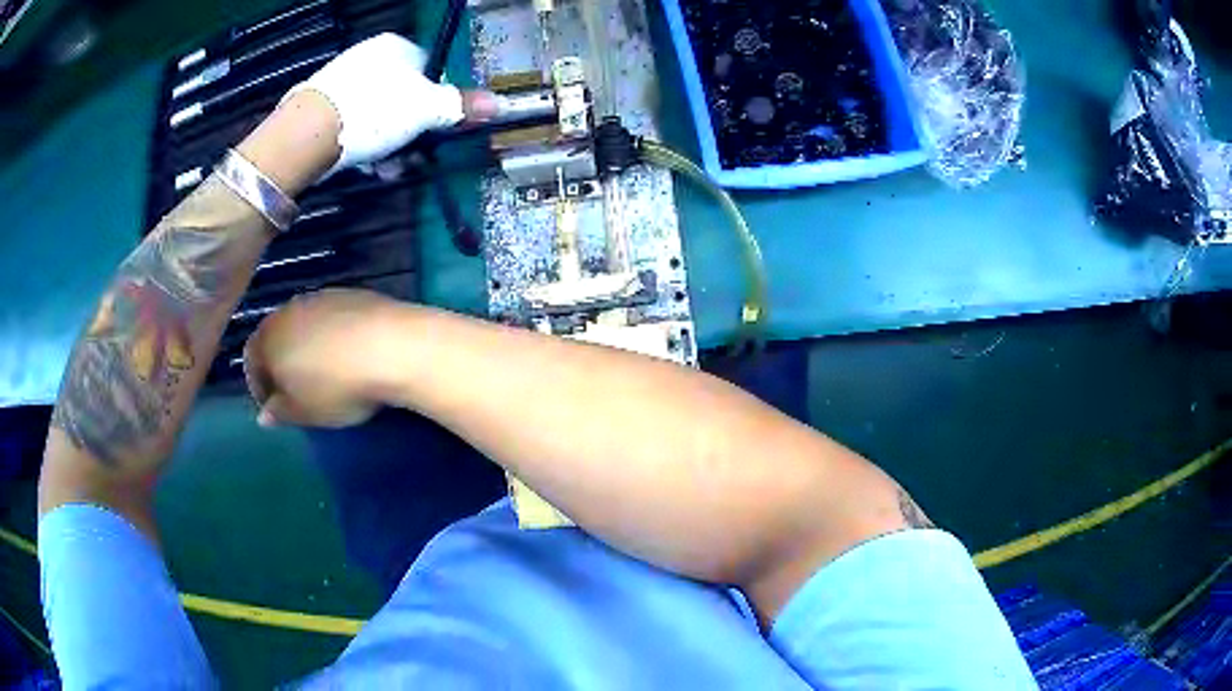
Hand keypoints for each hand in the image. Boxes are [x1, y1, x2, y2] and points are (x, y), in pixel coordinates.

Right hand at [243, 289, 401, 427]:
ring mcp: (320, 297)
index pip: (251, 359)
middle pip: (276, 336)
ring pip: (303, 324)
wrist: (390, 346)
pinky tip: (349, 354)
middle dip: (282, 362)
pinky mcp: (350, 292)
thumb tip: (264, 415)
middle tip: (298, 389)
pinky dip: (333, 335)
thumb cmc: (337, 387)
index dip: (260, 384)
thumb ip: (281, 412)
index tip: (275, 405)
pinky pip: (331, 317)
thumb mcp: (305, 412)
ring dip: (308, 346)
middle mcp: (288, 310)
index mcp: (268, 338)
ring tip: (325, 372)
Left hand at [286, 32, 497, 171]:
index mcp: (394, 47)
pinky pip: (353, 124)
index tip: (435, 125)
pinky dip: (362, 145)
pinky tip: (363, 163)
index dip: (436, 98)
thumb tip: (497, 104)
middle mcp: (366, 57)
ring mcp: (340, 81)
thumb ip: (459, 106)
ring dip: (387, 143)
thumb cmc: (373, 111)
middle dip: (410, 129)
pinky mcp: (319, 107)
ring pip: (377, 114)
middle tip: (411, 153)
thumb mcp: (425, 109)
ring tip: (385, 165)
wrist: (307, 134)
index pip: (428, 68)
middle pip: (401, 95)